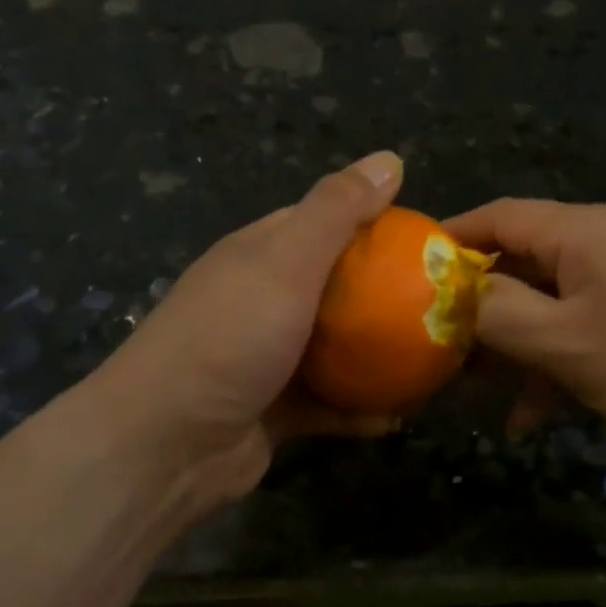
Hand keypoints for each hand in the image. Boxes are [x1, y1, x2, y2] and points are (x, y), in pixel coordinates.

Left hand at [76, 152, 405, 516]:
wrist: (164, 448)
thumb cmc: (229, 338)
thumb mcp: (286, 261)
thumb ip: (337, 210)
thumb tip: (389, 158)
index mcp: (261, 254)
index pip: (325, 221)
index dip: (376, 223)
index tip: (428, 240)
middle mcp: (264, 299)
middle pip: (338, 286)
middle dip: (387, 293)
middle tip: (442, 303)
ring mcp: (268, 357)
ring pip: (338, 347)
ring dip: (379, 353)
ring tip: (433, 357)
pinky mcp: (276, 410)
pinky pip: (330, 402)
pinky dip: (360, 407)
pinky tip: (400, 414)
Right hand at [445, 199, 605, 463]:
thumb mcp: (569, 345)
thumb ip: (501, 315)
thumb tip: (456, 293)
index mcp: (579, 232)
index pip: (496, 217)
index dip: (447, 242)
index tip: (403, 278)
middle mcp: (602, 242)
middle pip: (519, 261)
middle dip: (475, 305)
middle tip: (434, 348)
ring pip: (549, 301)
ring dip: (513, 344)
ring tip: (476, 391)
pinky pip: (584, 326)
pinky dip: (555, 361)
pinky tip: (534, 415)